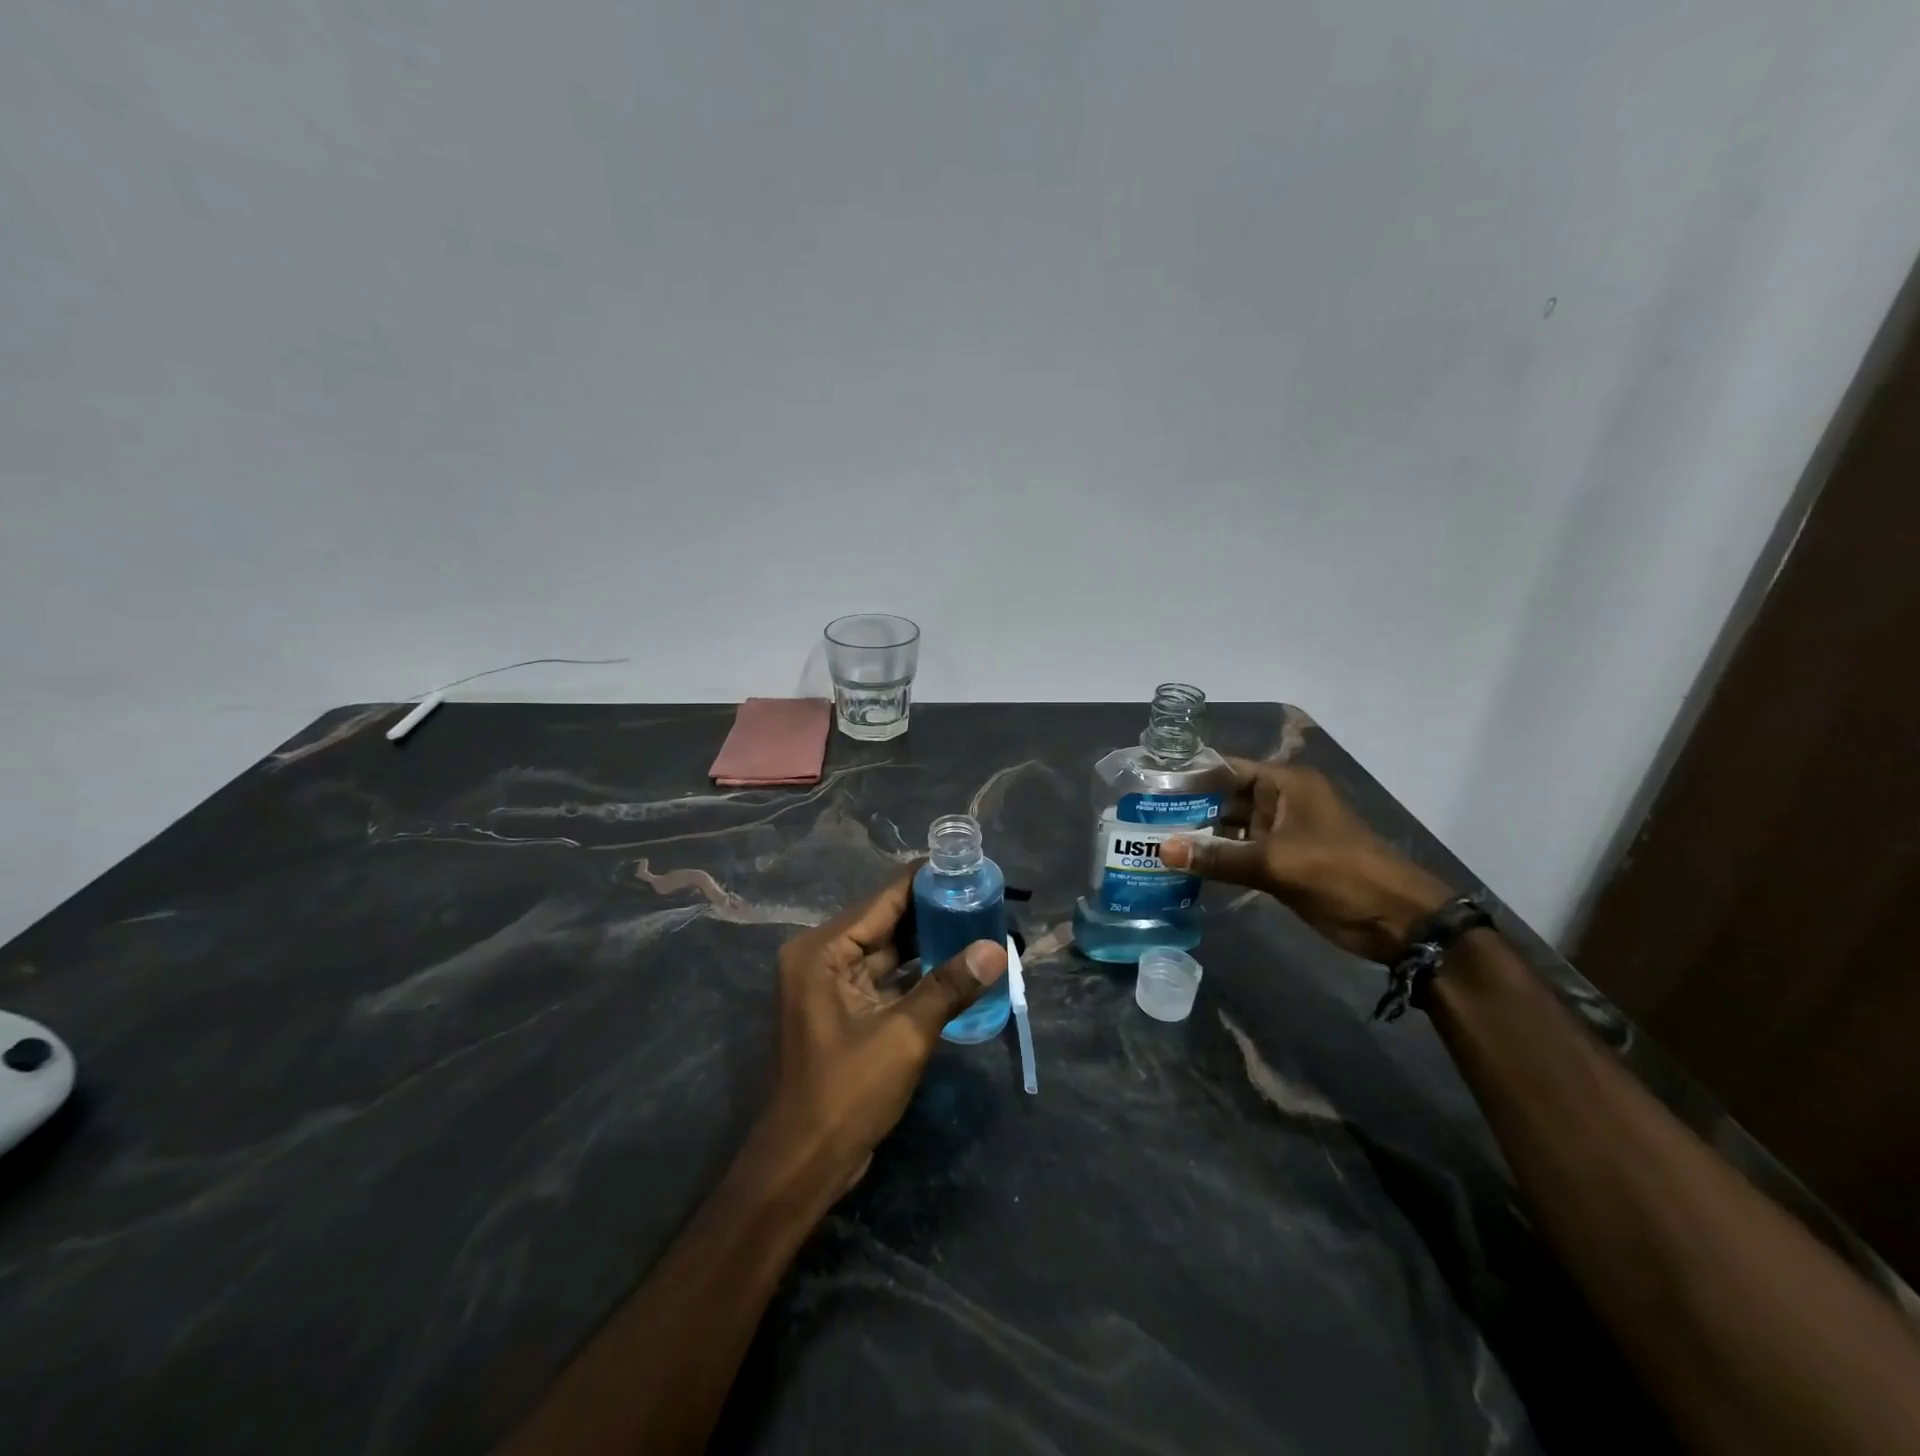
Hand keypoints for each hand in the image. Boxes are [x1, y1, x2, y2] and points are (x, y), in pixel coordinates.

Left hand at [754, 869, 1006, 1198]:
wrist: (803, 1165)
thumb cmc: (846, 1093)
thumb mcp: (903, 1035)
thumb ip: (949, 986)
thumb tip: (996, 948)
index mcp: (823, 950)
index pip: (884, 899)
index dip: (927, 882)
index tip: (969, 868)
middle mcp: (822, 957)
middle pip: (886, 921)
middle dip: (934, 913)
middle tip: (984, 898)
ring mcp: (832, 985)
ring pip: (889, 950)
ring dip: (929, 943)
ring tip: (979, 925)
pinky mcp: (845, 1010)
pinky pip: (887, 977)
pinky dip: (918, 973)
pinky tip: (958, 966)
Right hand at [1161, 760, 1449, 961]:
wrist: (1399, 921)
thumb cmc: (1341, 874)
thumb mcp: (1277, 863)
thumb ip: (1218, 857)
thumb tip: (1162, 851)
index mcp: (1284, 784)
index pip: (1224, 768)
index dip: (1187, 775)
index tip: (1146, 785)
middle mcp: (1278, 802)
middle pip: (1222, 798)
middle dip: (1185, 809)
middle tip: (1138, 819)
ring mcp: (1279, 834)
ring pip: (1227, 829)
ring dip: (1196, 838)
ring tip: (1150, 843)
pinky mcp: (1280, 863)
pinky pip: (1237, 855)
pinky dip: (1214, 861)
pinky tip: (1181, 869)